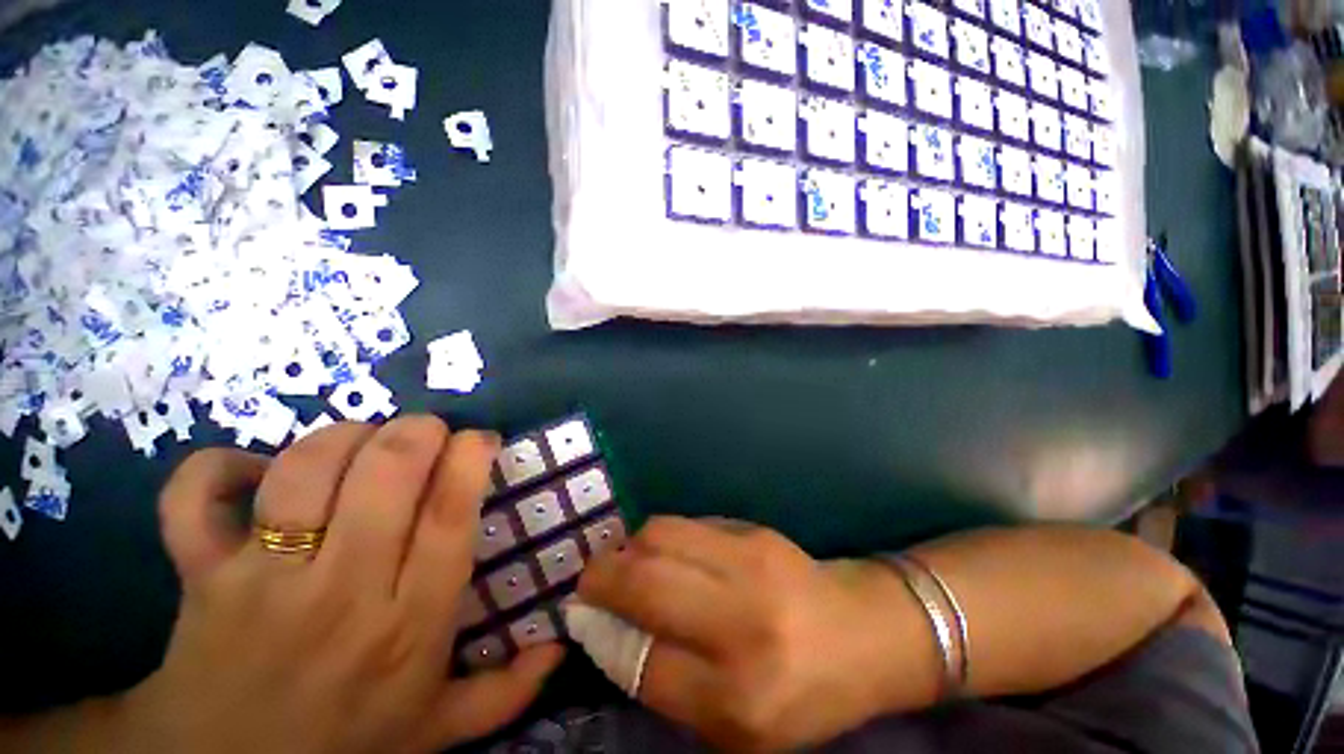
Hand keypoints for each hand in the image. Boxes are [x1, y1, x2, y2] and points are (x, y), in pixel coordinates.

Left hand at [123, 416, 564, 753]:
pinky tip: (250, 470)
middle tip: (428, 430)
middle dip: (417, 432)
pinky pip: (195, 499)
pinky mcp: (200, 576)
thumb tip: (559, 647)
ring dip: (342, 436)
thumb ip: (505, 694)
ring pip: (303, 473)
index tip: (480, 439)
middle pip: (385, 476)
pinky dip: (218, 467)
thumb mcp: (436, 729)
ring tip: (361, 440)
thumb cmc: (345, 745)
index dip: (469, 460)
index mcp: (410, 625)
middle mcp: (341, 594)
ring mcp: (261, 583)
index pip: (449, 515)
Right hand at [578, 517, 925, 751]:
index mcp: (740, 698)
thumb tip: (610, 631)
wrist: (862, 631)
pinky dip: (660, 536)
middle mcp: (742, 625)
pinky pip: (686, 523)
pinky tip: (665, 552)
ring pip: (658, 536)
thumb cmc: (803, 693)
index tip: (587, 622)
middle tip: (590, 583)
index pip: (641, 661)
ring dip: (628, 548)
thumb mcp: (738, 726)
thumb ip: (670, 684)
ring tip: (626, 562)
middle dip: (601, 578)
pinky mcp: (754, 530)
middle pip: (643, 584)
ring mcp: (750, 564)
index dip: (604, 637)